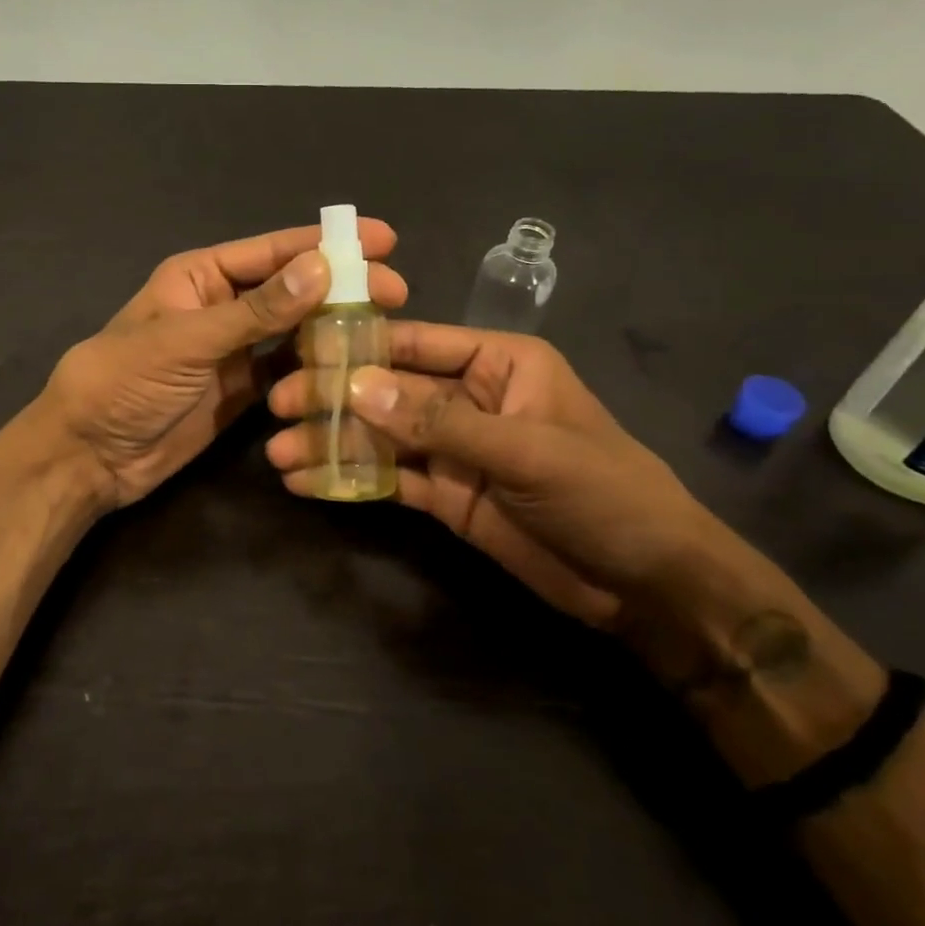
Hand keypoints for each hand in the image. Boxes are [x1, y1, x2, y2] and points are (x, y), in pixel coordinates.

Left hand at [40, 221, 407, 508]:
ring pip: (293, 331)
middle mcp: (221, 306)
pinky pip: (285, 372)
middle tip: (397, 291)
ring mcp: (232, 351)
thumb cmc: (124, 383)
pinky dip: (315, 369)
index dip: (325, 243)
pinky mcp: (239, 392)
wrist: (90, 456)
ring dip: (333, 328)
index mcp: (200, 276)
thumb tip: (322, 267)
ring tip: (386, 329)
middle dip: (341, 286)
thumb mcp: (187, 341)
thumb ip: (255, 311)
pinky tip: (351, 369)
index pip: (272, 252)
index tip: (381, 239)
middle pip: (291, 289)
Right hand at [266, 323, 733, 630]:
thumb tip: (356, 387)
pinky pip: (389, 478)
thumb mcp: (526, 450)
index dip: (358, 345)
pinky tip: (307, 481)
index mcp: (496, 363)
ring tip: (278, 452)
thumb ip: (439, 421)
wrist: (646, 583)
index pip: (415, 342)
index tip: (301, 350)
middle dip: (334, 397)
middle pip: (388, 390)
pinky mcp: (445, 494)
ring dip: (332, 442)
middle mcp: (467, 397)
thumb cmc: (603, 492)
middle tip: (278, 406)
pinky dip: (350, 479)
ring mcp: (453, 448)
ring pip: (381, 436)